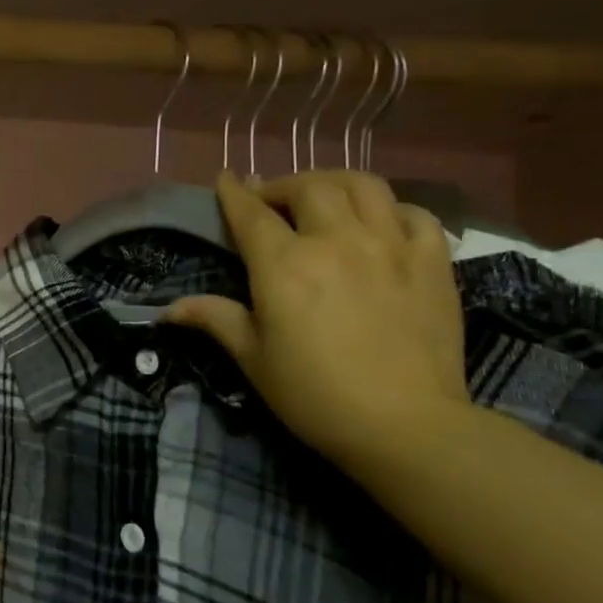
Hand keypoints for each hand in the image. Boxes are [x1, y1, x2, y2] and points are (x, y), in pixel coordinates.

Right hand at [164, 170, 470, 467]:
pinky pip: (415, 214)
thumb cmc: (314, 394)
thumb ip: (215, 320)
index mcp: (284, 265)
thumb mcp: (253, 358)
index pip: (251, 213)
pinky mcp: (433, 262)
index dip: (234, 192)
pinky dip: (392, 209)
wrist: (405, 425)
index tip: (226, 178)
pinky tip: (382, 223)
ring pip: (364, 185)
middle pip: (309, 186)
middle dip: (283, 186)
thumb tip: (170, 309)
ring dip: (335, 183)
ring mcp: (390, 246)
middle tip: (272, 202)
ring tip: (324, 198)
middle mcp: (336, 241)